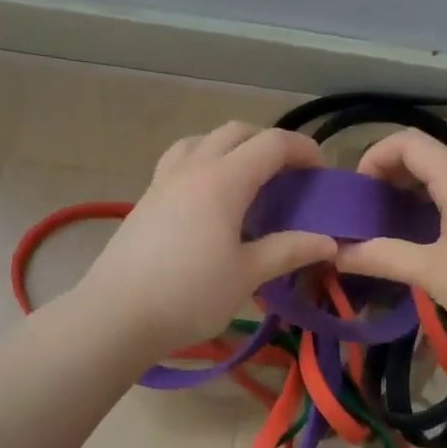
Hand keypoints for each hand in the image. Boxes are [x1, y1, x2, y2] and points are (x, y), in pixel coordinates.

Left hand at [75, 122, 337, 356]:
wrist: (116, 316)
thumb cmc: (189, 294)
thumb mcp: (247, 275)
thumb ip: (289, 251)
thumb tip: (330, 242)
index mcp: (223, 180)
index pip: (272, 144)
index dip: (304, 150)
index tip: (322, 173)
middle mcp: (193, 168)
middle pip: (237, 132)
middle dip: (270, 143)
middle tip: (290, 175)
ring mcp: (164, 180)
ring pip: (203, 140)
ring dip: (233, 147)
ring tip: (248, 179)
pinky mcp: (146, 198)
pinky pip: (181, 160)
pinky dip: (206, 162)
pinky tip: (209, 200)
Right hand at [334, 129, 446, 350]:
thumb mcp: (432, 273)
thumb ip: (382, 257)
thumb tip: (336, 253)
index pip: (409, 141)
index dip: (375, 156)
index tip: (358, 192)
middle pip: (429, 156)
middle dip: (391, 175)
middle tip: (368, 210)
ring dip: (415, 192)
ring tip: (393, 225)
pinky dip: (439, 205)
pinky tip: (431, 239)